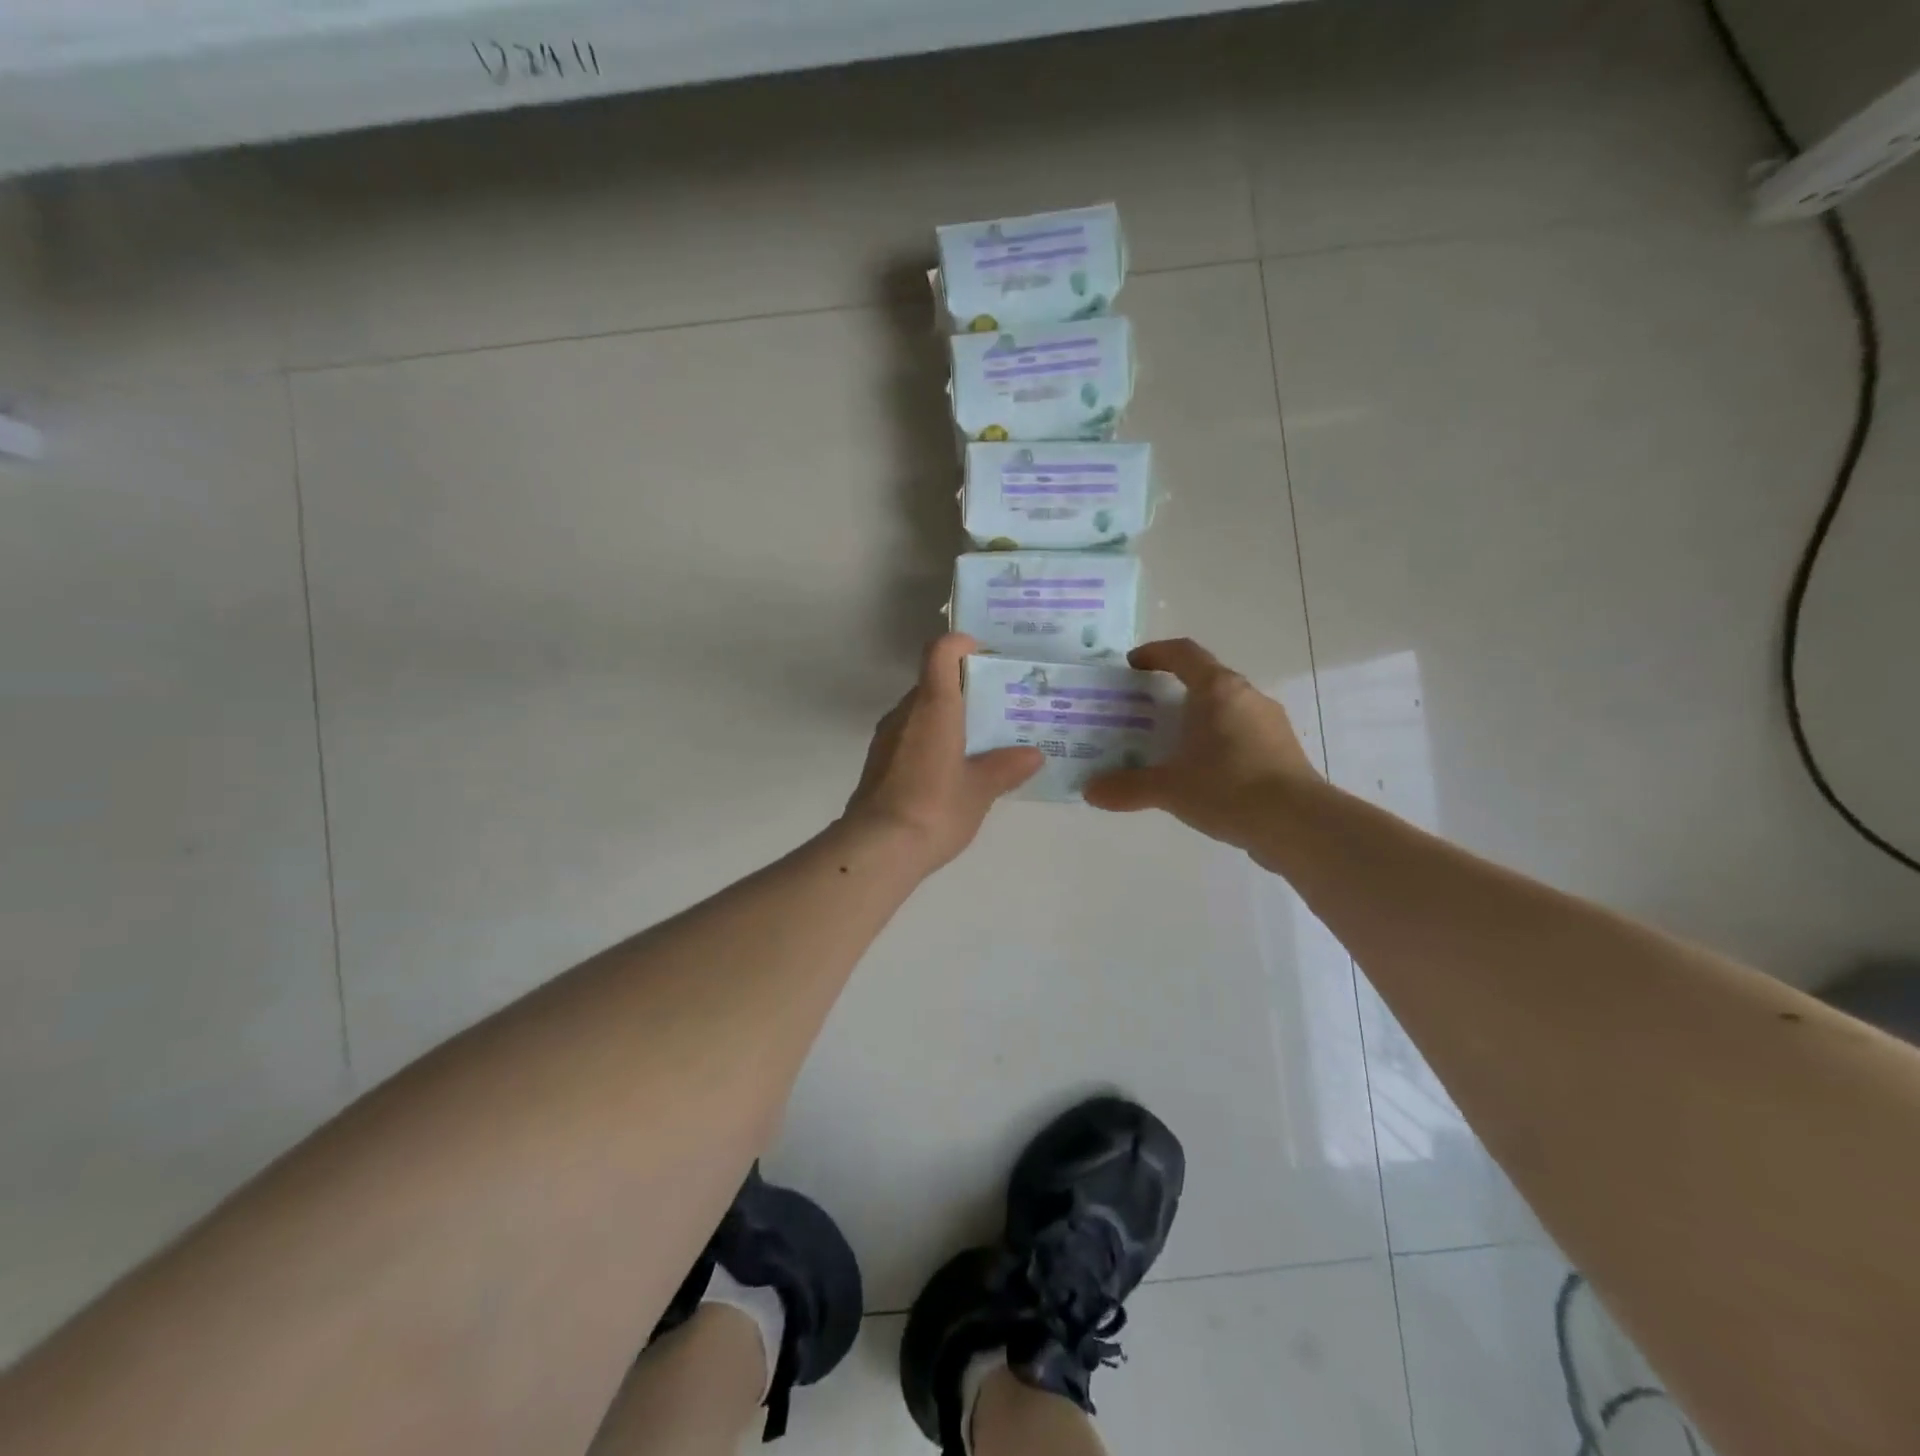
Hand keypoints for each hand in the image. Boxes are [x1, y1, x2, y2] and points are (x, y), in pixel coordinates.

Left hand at [844, 634, 1042, 870]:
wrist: (877, 849)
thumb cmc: (935, 808)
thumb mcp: (981, 789)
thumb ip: (1007, 767)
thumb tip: (1033, 755)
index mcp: (933, 706)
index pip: (940, 651)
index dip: (961, 644)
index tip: (985, 656)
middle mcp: (905, 712)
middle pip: (933, 681)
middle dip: (965, 687)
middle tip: (998, 706)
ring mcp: (887, 737)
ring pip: (920, 711)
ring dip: (948, 716)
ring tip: (980, 740)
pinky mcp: (878, 762)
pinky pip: (910, 735)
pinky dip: (932, 739)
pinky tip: (952, 769)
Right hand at [1083, 638, 1319, 848]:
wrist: (1298, 825)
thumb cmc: (1228, 789)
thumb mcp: (1170, 789)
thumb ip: (1128, 787)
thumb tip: (1090, 791)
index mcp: (1218, 690)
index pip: (1184, 653)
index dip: (1155, 653)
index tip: (1132, 665)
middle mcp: (1247, 697)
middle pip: (1206, 681)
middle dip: (1173, 692)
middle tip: (1144, 712)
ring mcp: (1270, 724)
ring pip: (1226, 709)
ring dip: (1198, 720)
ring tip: (1170, 745)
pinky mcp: (1282, 751)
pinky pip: (1241, 735)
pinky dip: (1218, 744)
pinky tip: (1203, 774)